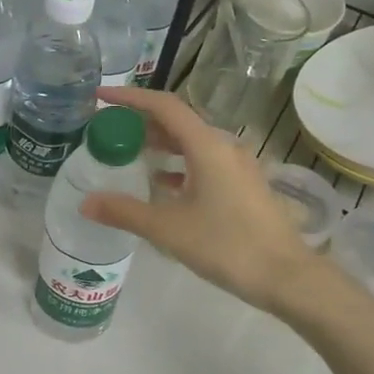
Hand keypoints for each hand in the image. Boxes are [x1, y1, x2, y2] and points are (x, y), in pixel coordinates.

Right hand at [80, 88, 317, 312]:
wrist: (287, 277)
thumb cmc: (227, 245)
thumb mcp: (168, 229)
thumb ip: (125, 212)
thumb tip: (85, 203)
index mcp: (207, 146)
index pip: (164, 106)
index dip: (130, 97)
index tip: (101, 96)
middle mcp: (224, 147)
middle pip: (178, 120)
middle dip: (142, 120)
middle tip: (110, 127)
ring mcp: (238, 166)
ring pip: (192, 142)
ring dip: (161, 142)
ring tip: (130, 152)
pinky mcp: (244, 186)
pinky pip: (204, 161)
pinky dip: (179, 163)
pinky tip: (162, 182)